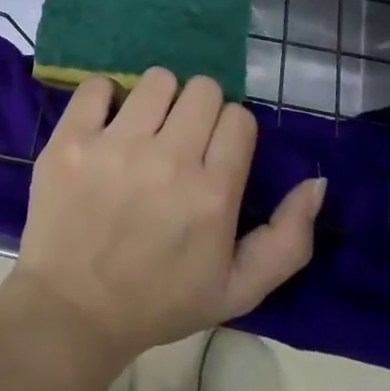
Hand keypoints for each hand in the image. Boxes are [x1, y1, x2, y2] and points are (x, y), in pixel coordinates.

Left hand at [10, 69, 323, 367]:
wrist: (73, 310)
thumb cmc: (159, 301)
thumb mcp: (237, 289)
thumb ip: (288, 240)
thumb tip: (317, 182)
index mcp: (212, 195)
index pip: (239, 117)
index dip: (230, 132)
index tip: (214, 152)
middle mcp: (168, 160)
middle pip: (203, 89)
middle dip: (198, 110)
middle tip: (179, 139)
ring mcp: (116, 145)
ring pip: (157, 79)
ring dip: (157, 100)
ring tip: (144, 131)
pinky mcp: (72, 138)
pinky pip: (98, 85)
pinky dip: (105, 97)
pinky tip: (106, 125)